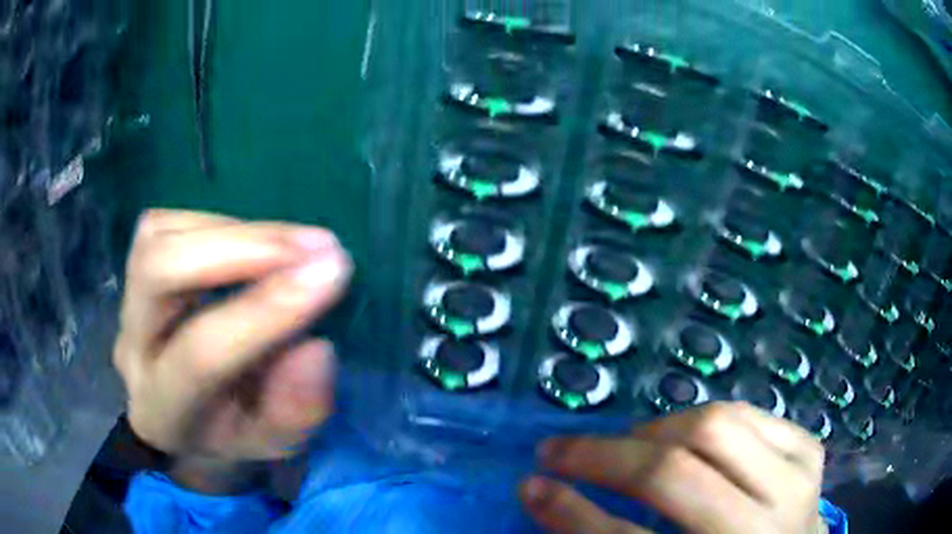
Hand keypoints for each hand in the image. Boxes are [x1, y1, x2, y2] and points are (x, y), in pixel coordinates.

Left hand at [114, 210, 351, 465]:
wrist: (183, 417)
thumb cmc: (231, 433)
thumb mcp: (274, 443)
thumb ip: (296, 408)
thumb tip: (318, 346)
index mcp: (164, 407)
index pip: (201, 354)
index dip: (264, 310)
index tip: (331, 272)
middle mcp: (132, 347)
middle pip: (160, 271)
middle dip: (242, 248)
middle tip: (315, 245)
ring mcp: (127, 302)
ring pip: (161, 238)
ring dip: (235, 232)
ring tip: (293, 245)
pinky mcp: (135, 269)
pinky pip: (166, 225)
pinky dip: (218, 224)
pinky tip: (254, 243)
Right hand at [520, 402, 826, 533]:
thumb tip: (552, 499)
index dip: (573, 514)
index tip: (530, 485)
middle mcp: (768, 524)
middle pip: (678, 469)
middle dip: (606, 456)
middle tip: (561, 451)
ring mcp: (799, 477)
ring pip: (716, 424)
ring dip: (656, 430)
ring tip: (630, 445)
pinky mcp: (810, 448)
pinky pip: (747, 413)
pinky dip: (703, 421)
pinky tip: (686, 440)